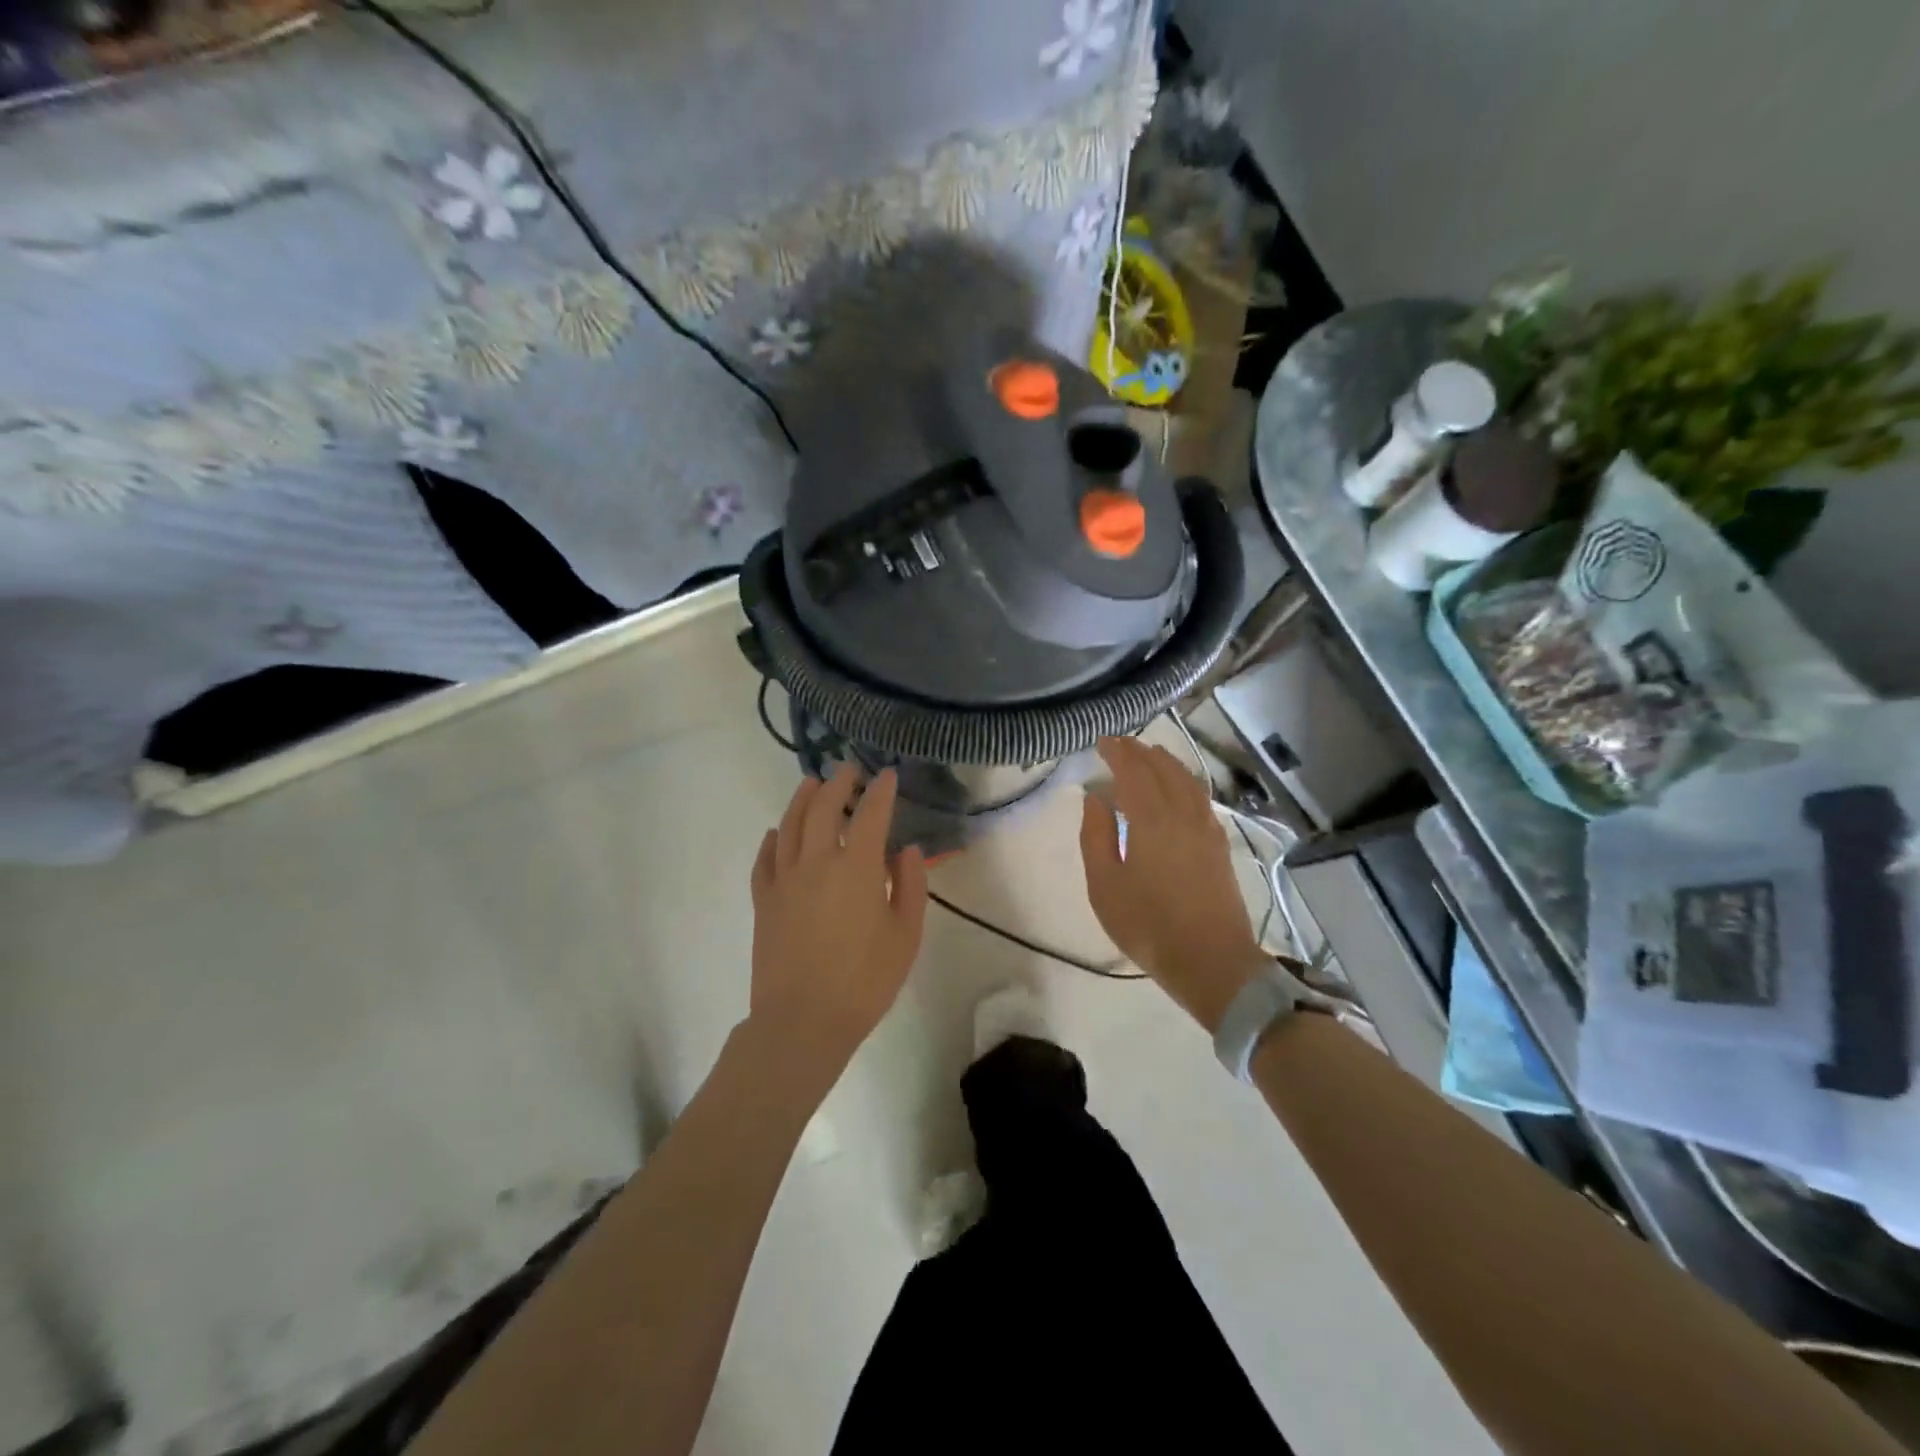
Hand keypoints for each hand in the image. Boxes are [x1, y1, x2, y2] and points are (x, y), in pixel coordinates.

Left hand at [748, 765, 927, 1089]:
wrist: (802, 1021)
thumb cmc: (865, 981)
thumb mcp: (905, 935)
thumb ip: (911, 886)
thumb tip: (907, 849)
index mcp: (857, 868)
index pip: (871, 814)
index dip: (881, 791)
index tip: (887, 774)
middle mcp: (817, 862)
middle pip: (824, 808)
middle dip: (838, 783)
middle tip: (847, 770)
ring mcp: (785, 880)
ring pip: (791, 825)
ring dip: (802, 799)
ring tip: (811, 784)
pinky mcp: (764, 900)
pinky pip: (765, 860)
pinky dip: (772, 840)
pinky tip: (777, 833)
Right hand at [1080, 736, 1266, 1032]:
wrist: (1212, 961)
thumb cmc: (1149, 926)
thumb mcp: (1105, 886)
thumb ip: (1096, 836)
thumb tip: (1095, 798)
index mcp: (1152, 821)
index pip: (1134, 771)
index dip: (1117, 752)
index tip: (1102, 742)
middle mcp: (1183, 814)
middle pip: (1163, 769)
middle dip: (1140, 752)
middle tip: (1120, 745)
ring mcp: (1206, 827)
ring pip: (1186, 780)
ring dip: (1165, 762)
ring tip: (1148, 756)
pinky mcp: (1219, 843)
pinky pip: (1200, 796)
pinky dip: (1184, 780)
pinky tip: (1177, 788)